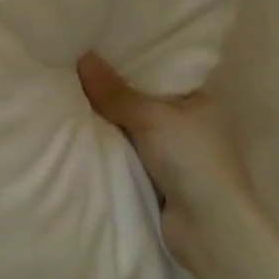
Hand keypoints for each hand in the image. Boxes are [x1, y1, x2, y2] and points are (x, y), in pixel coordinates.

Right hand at [78, 52, 256, 270]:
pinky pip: (128, 151)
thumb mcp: (151, 117)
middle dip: (114, 91)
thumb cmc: (191, 160)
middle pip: (143, 99)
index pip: (162, 72)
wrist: (209, 229)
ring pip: (132, 127)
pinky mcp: (161, 177)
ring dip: (109, 121)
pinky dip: (110, 146)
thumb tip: (83, 57)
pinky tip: (81, 131)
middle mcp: (191, 123)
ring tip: (69, 94)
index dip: (131, 61)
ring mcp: (176, 152)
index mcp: (202, 100)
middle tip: (75, 69)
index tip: (98, 49)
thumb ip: (115, 92)